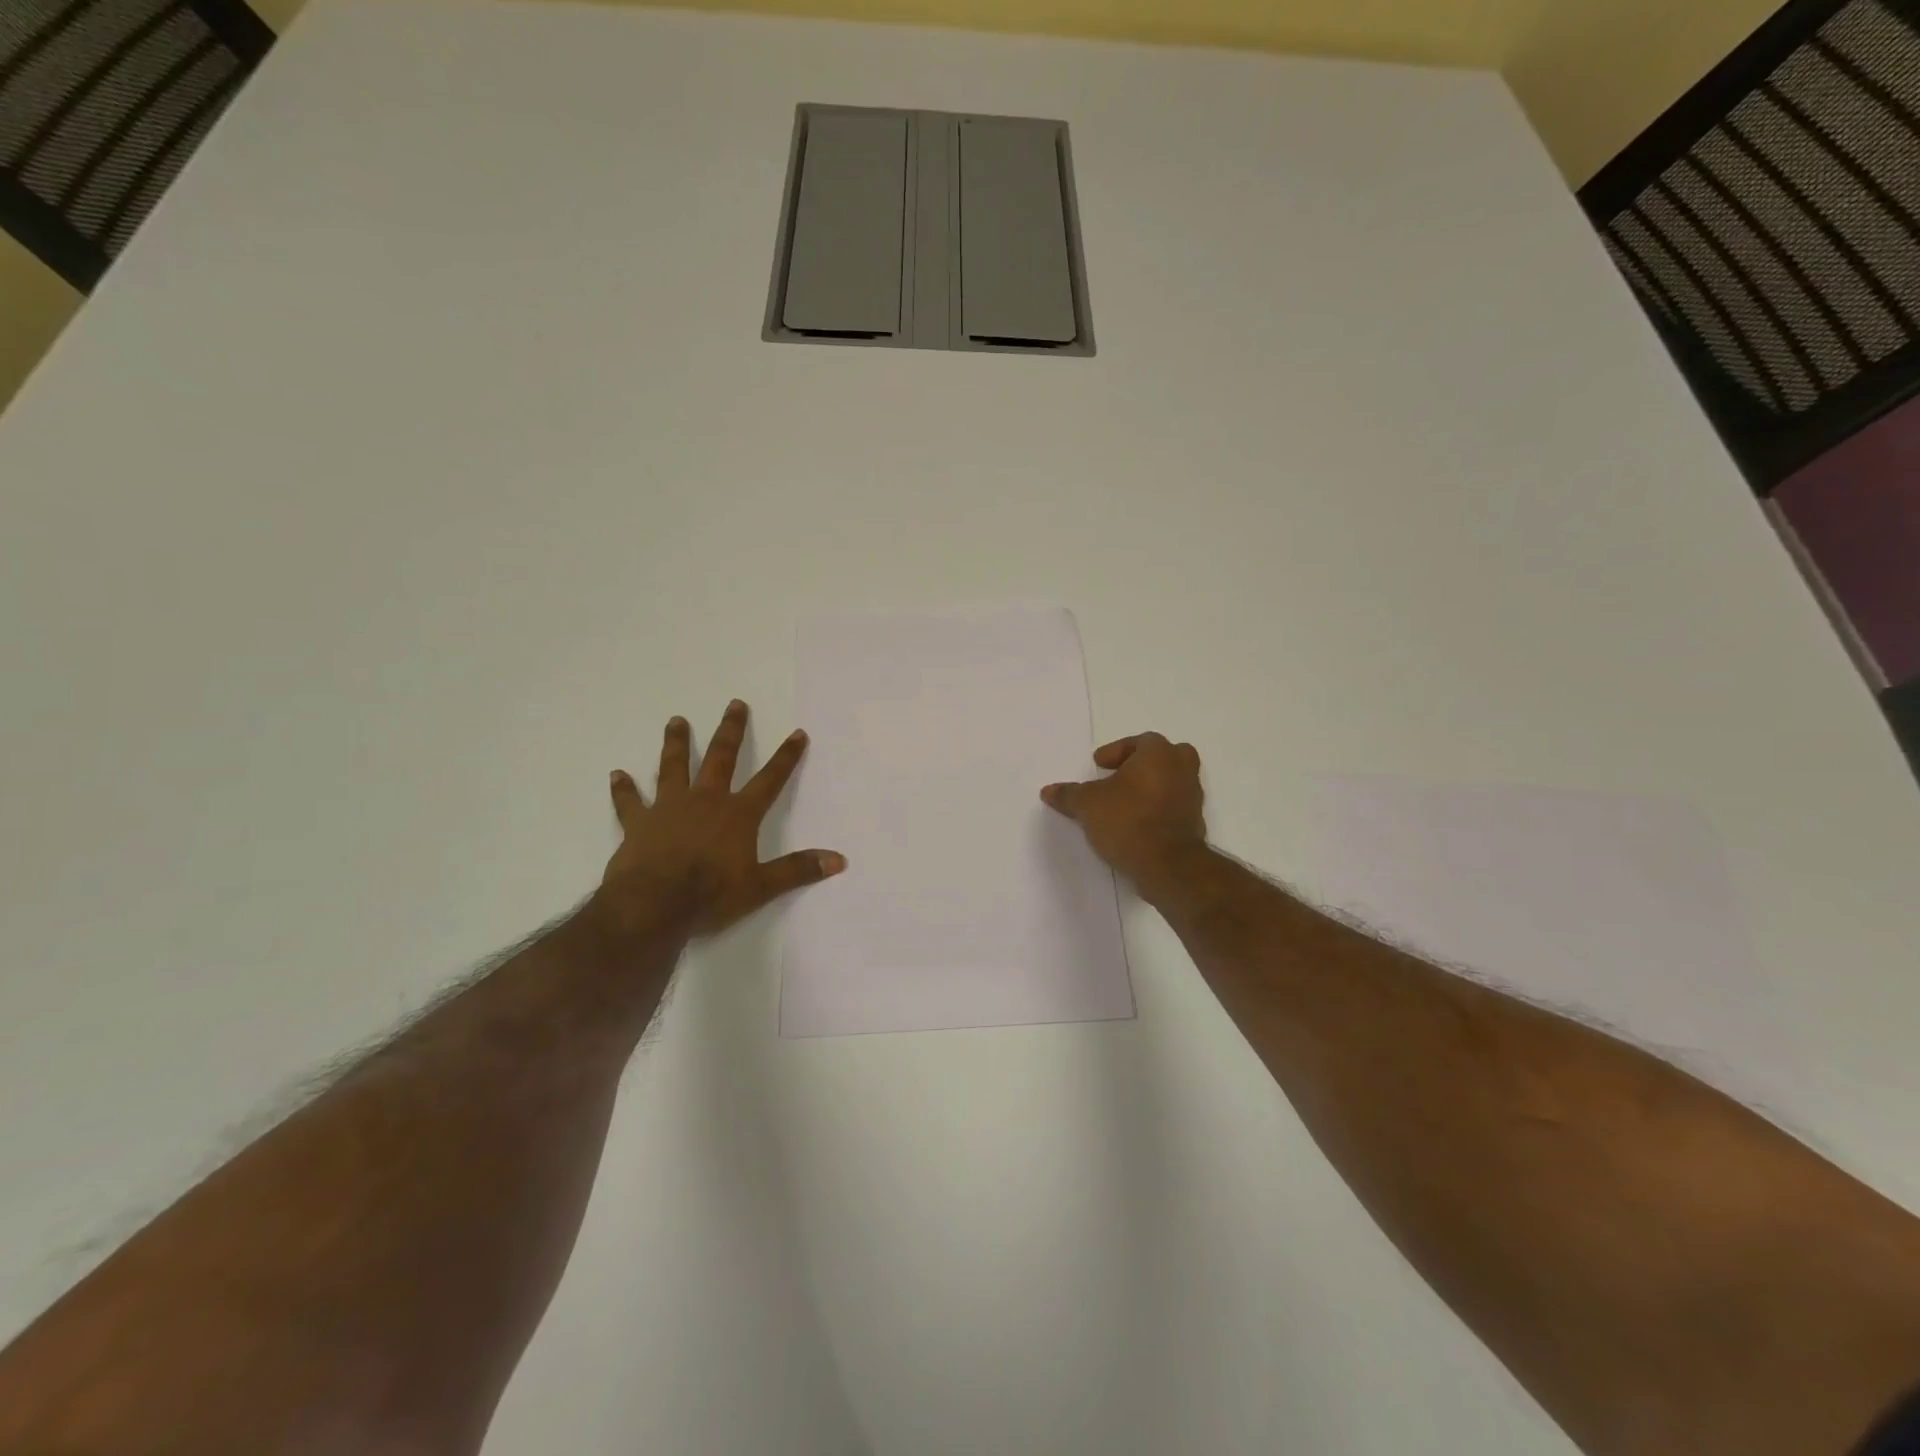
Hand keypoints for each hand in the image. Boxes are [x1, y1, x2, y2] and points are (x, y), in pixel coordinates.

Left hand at [597, 700, 845, 938]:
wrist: (653, 905)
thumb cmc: (711, 895)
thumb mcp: (761, 887)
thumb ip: (798, 870)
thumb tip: (839, 860)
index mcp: (738, 815)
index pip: (770, 779)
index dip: (786, 757)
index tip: (797, 733)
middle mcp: (706, 801)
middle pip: (721, 758)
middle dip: (731, 731)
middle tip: (735, 704)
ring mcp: (669, 808)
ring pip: (674, 767)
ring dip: (677, 743)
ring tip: (677, 720)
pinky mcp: (639, 823)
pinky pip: (630, 802)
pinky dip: (624, 789)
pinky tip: (617, 774)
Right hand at [1041, 733, 1206, 893]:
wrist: (1167, 864)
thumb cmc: (1127, 820)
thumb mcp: (1087, 805)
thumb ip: (1068, 795)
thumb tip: (1048, 791)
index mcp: (1159, 754)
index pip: (1141, 741)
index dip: (1117, 751)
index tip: (1099, 765)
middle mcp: (1181, 769)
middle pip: (1167, 755)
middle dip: (1144, 763)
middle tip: (1122, 775)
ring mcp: (1193, 797)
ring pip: (1174, 780)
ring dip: (1152, 786)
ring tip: (1126, 802)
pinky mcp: (1195, 823)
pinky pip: (1175, 806)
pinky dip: (1159, 808)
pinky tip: (1138, 823)